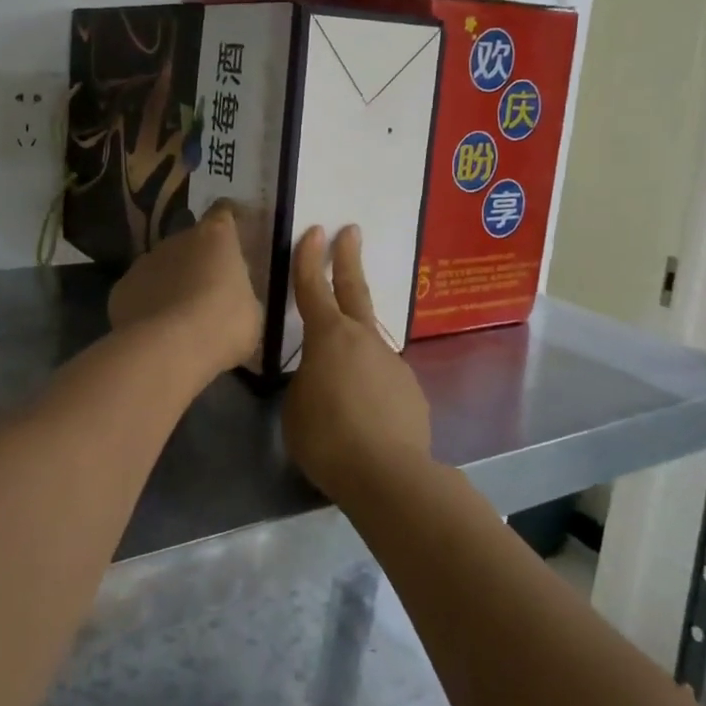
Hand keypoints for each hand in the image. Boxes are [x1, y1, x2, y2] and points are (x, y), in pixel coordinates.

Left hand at [108, 202, 262, 378]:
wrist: (168, 349)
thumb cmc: (223, 325)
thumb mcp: (250, 311)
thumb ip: (238, 293)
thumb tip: (230, 296)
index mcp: (215, 237)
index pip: (222, 213)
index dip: (228, 220)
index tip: (233, 231)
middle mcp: (177, 240)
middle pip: (189, 243)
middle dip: (198, 262)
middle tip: (209, 292)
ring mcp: (144, 262)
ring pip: (161, 267)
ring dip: (170, 283)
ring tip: (180, 316)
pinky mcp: (121, 289)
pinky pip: (140, 292)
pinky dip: (147, 304)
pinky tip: (155, 330)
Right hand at [283, 225, 431, 504]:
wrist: (389, 475)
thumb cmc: (327, 438)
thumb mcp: (295, 406)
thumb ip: (306, 381)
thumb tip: (321, 377)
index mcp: (328, 337)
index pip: (312, 288)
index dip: (309, 259)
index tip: (315, 230)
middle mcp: (363, 339)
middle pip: (353, 290)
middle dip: (348, 259)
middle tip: (351, 231)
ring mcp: (392, 362)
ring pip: (368, 342)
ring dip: (355, 344)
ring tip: (340, 379)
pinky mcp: (411, 389)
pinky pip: (382, 378)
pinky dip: (370, 385)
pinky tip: (364, 413)